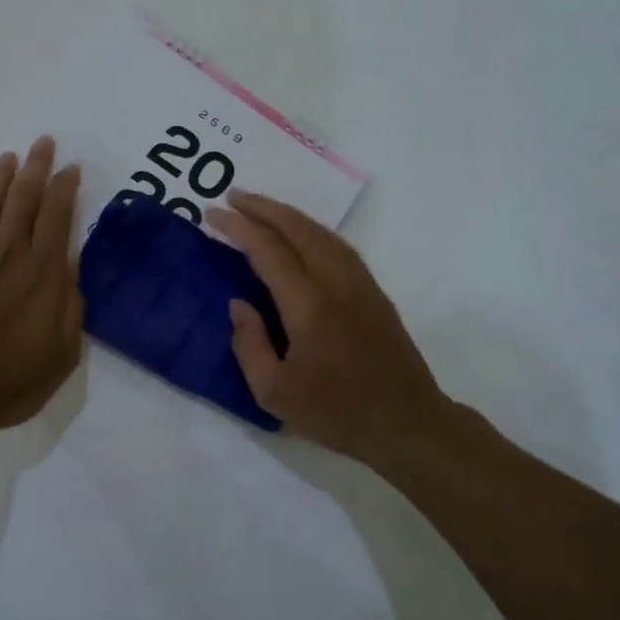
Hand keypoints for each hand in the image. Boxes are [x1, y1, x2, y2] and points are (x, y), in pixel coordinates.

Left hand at [0, 136, 83, 442]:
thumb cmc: (8, 381)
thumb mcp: (62, 354)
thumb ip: (71, 307)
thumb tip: (70, 270)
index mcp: (42, 274)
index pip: (57, 216)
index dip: (65, 188)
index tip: (71, 168)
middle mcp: (8, 254)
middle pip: (23, 199)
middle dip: (35, 167)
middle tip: (42, 142)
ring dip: (0, 176)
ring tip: (9, 156)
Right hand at [206, 190, 456, 461]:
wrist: (407, 424)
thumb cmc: (337, 413)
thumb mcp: (274, 393)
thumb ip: (249, 345)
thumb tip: (239, 303)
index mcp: (309, 307)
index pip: (268, 250)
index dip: (238, 227)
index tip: (212, 213)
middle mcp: (336, 283)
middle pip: (297, 229)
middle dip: (262, 207)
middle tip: (232, 195)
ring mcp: (360, 284)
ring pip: (321, 232)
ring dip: (288, 214)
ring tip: (260, 207)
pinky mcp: (374, 291)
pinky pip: (338, 245)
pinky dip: (312, 229)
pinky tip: (300, 233)